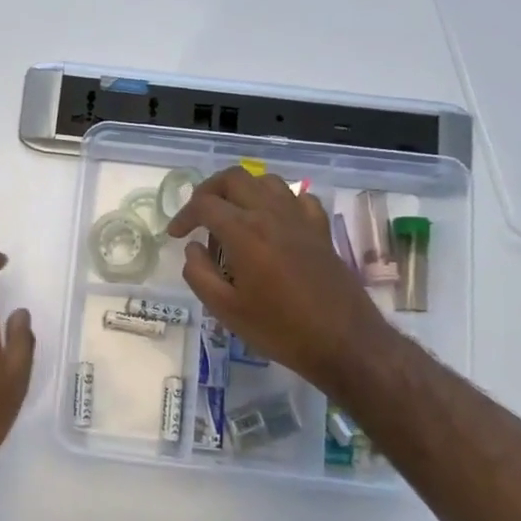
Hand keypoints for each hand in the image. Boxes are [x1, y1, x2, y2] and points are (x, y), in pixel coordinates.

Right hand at [166, 167, 393, 392]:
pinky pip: (298, 198)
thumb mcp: (226, 310)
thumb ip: (199, 274)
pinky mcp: (321, 230)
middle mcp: (271, 214)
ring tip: (232, 215)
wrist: (343, 342)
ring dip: (242, 190)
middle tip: (198, 215)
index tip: (176, 235)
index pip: (204, 205)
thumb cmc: (279, 329)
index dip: (183, 216)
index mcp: (244, 232)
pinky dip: (278, 201)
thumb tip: (193, 248)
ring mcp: (300, 219)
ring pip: (266, 181)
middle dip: (209, 190)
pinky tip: (273, 222)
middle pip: (234, 178)